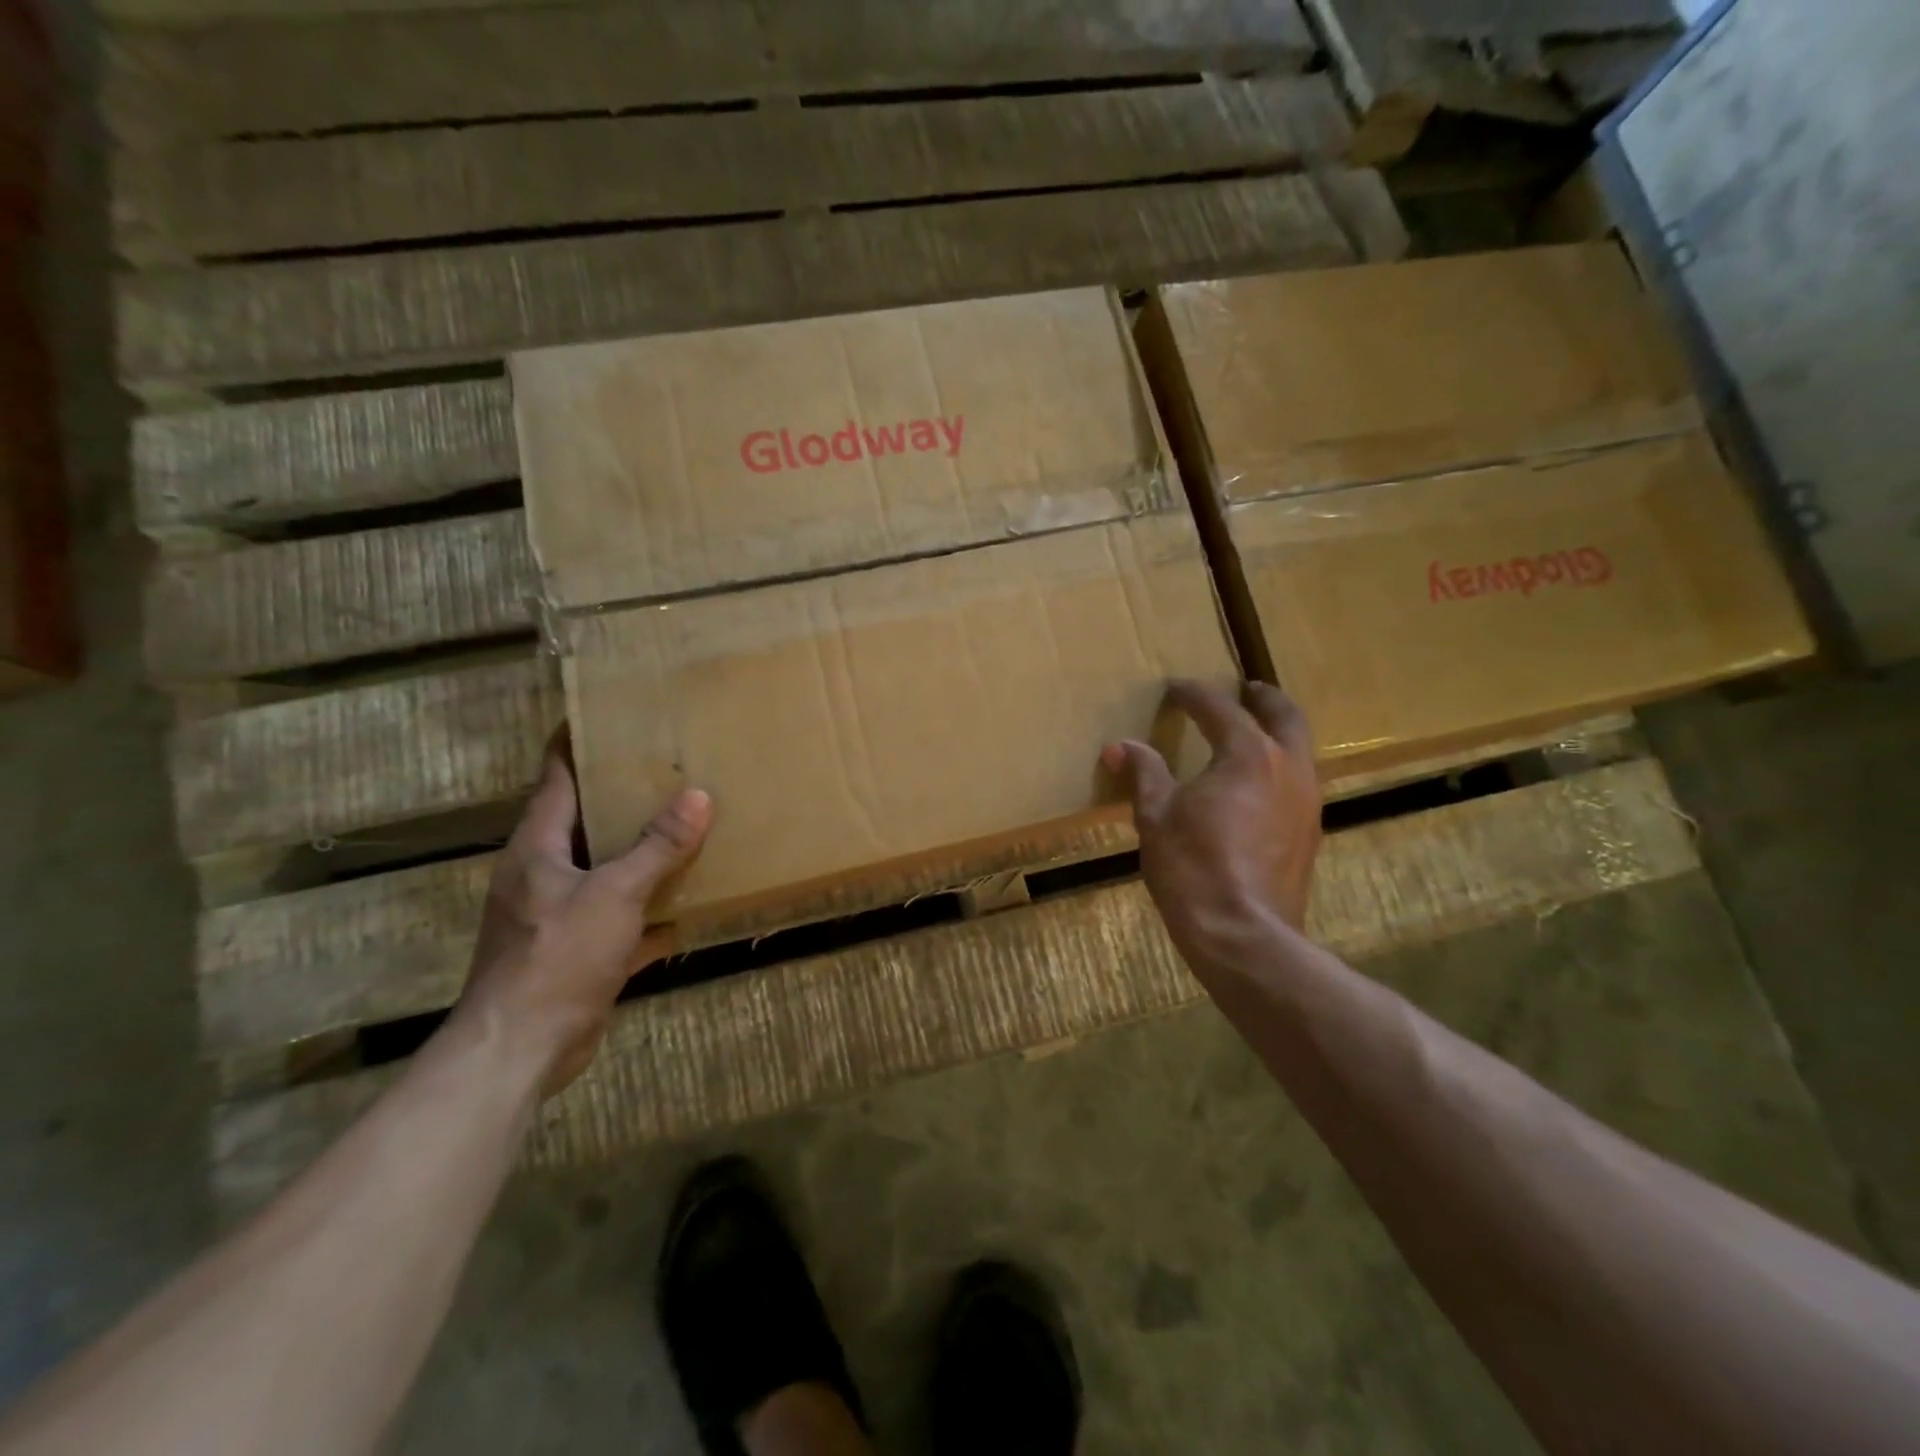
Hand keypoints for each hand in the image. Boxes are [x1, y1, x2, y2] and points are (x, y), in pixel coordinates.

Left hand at [452, 735, 713, 1094]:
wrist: (520, 1050)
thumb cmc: (557, 957)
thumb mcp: (614, 895)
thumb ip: (658, 847)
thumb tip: (698, 797)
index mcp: (538, 847)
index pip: (556, 777)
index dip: (576, 743)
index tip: (607, 714)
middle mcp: (545, 872)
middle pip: (587, 820)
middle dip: (626, 796)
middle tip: (672, 767)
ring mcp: (562, 913)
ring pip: (609, 869)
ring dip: (644, 853)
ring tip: (690, 824)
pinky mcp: (580, 950)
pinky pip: (623, 915)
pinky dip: (652, 908)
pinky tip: (692, 903)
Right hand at [1101, 680, 1321, 965]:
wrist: (1243, 933)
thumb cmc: (1192, 866)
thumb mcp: (1156, 815)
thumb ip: (1143, 773)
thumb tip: (1119, 747)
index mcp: (1248, 754)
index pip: (1219, 709)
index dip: (1193, 695)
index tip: (1175, 688)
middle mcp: (1288, 768)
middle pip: (1284, 716)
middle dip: (1263, 699)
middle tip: (1246, 690)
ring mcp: (1306, 802)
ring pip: (1299, 750)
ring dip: (1277, 733)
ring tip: (1253, 733)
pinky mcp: (1309, 834)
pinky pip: (1299, 783)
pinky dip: (1280, 768)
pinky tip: (1259, 786)